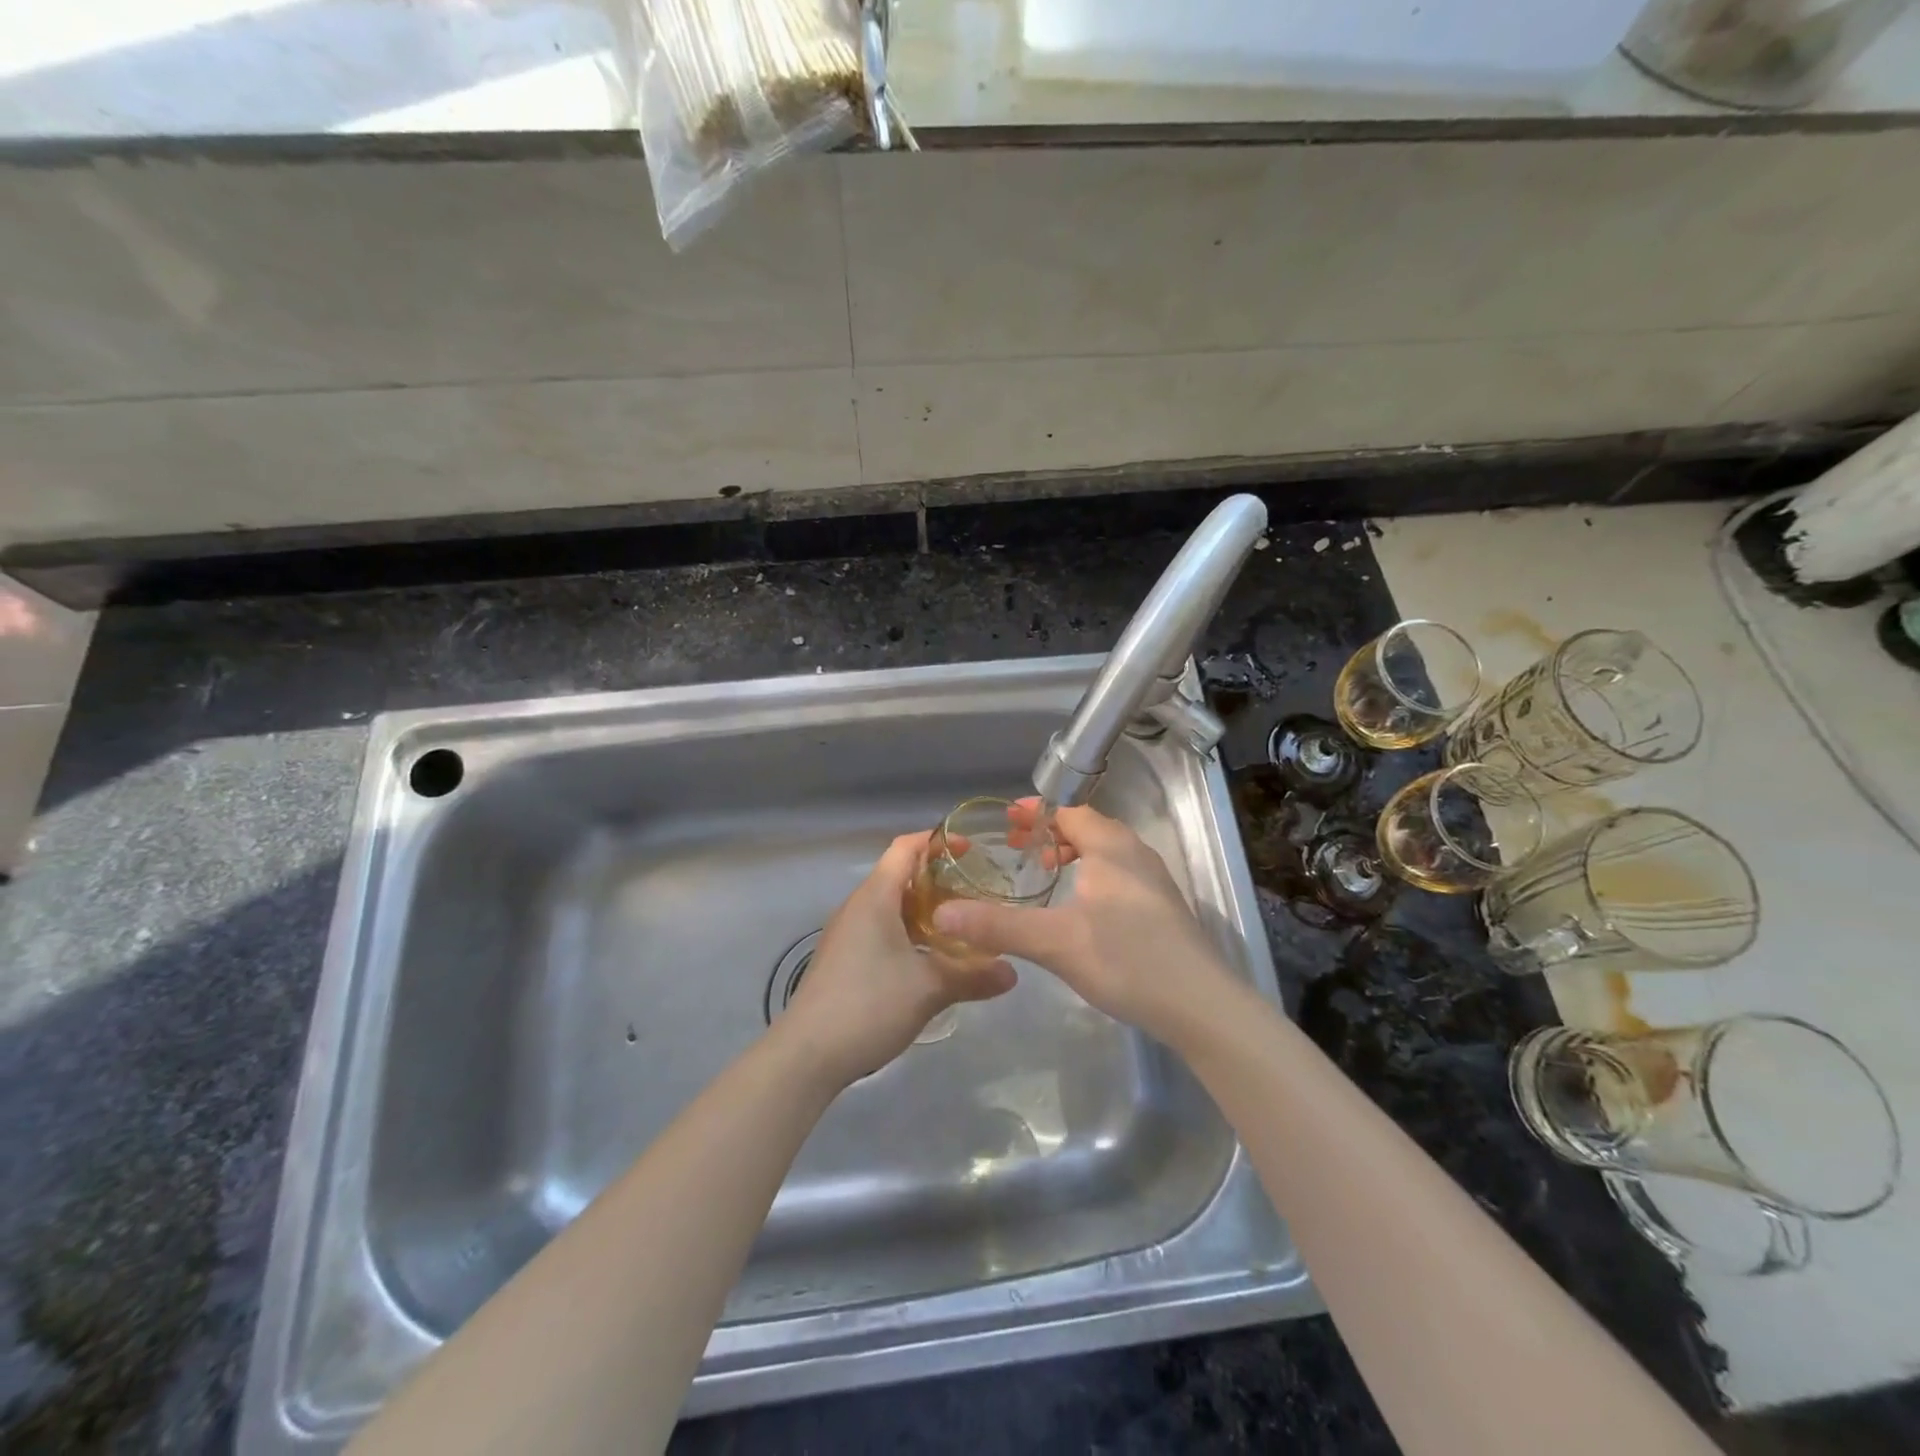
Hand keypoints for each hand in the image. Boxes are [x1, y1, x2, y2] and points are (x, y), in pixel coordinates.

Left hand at [779, 832, 1017, 1087]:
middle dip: (938, 879)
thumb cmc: (869, 1005)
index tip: (971, 849)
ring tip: (961, 924)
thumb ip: (973, 976)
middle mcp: (858, 906)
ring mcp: (847, 933)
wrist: (807, 1054)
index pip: (905, 848)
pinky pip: (881, 928)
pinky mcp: (844, 958)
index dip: (937, 841)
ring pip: (891, 905)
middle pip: (899, 875)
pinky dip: (908, 931)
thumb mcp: (929, 989)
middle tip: (977, 891)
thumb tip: (1013, 972)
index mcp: (875, 897)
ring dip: (924, 909)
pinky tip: (931, 957)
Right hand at [931, 802, 1236, 1049]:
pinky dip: (1093, 876)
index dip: (1036, 812)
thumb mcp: (1054, 942)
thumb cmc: (1127, 960)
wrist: (1202, 1006)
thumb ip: (998, 926)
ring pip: (1106, 853)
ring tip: (1046, 877)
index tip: (1006, 821)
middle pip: (1088, 828)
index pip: (1069, 811)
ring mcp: (1154, 882)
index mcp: (1111, 847)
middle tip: (1018, 850)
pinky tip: (1081, 912)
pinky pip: (1119, 875)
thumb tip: (941, 914)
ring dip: (1074, 855)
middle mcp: (1136, 854)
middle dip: (1051, 834)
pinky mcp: (1163, 909)